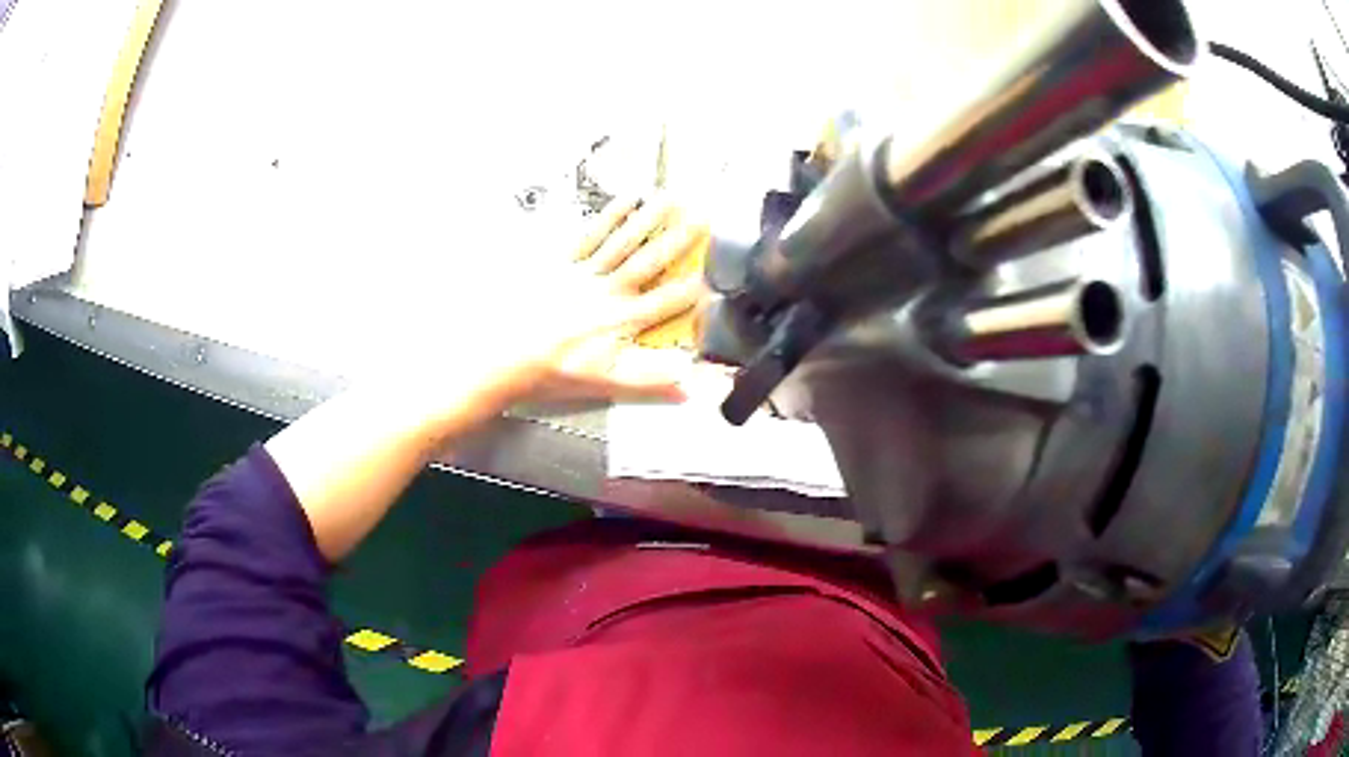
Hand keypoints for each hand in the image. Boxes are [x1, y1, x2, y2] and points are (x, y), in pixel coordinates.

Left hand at [505, 194, 708, 403]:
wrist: (502, 355)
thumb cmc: (553, 371)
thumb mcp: (603, 383)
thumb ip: (649, 381)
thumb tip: (691, 387)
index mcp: (622, 320)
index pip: (667, 303)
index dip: (694, 289)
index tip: (718, 273)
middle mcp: (609, 290)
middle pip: (649, 260)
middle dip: (679, 239)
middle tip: (704, 216)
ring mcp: (584, 272)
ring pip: (623, 240)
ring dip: (649, 218)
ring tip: (672, 196)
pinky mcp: (561, 262)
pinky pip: (590, 234)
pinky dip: (609, 215)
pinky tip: (625, 198)